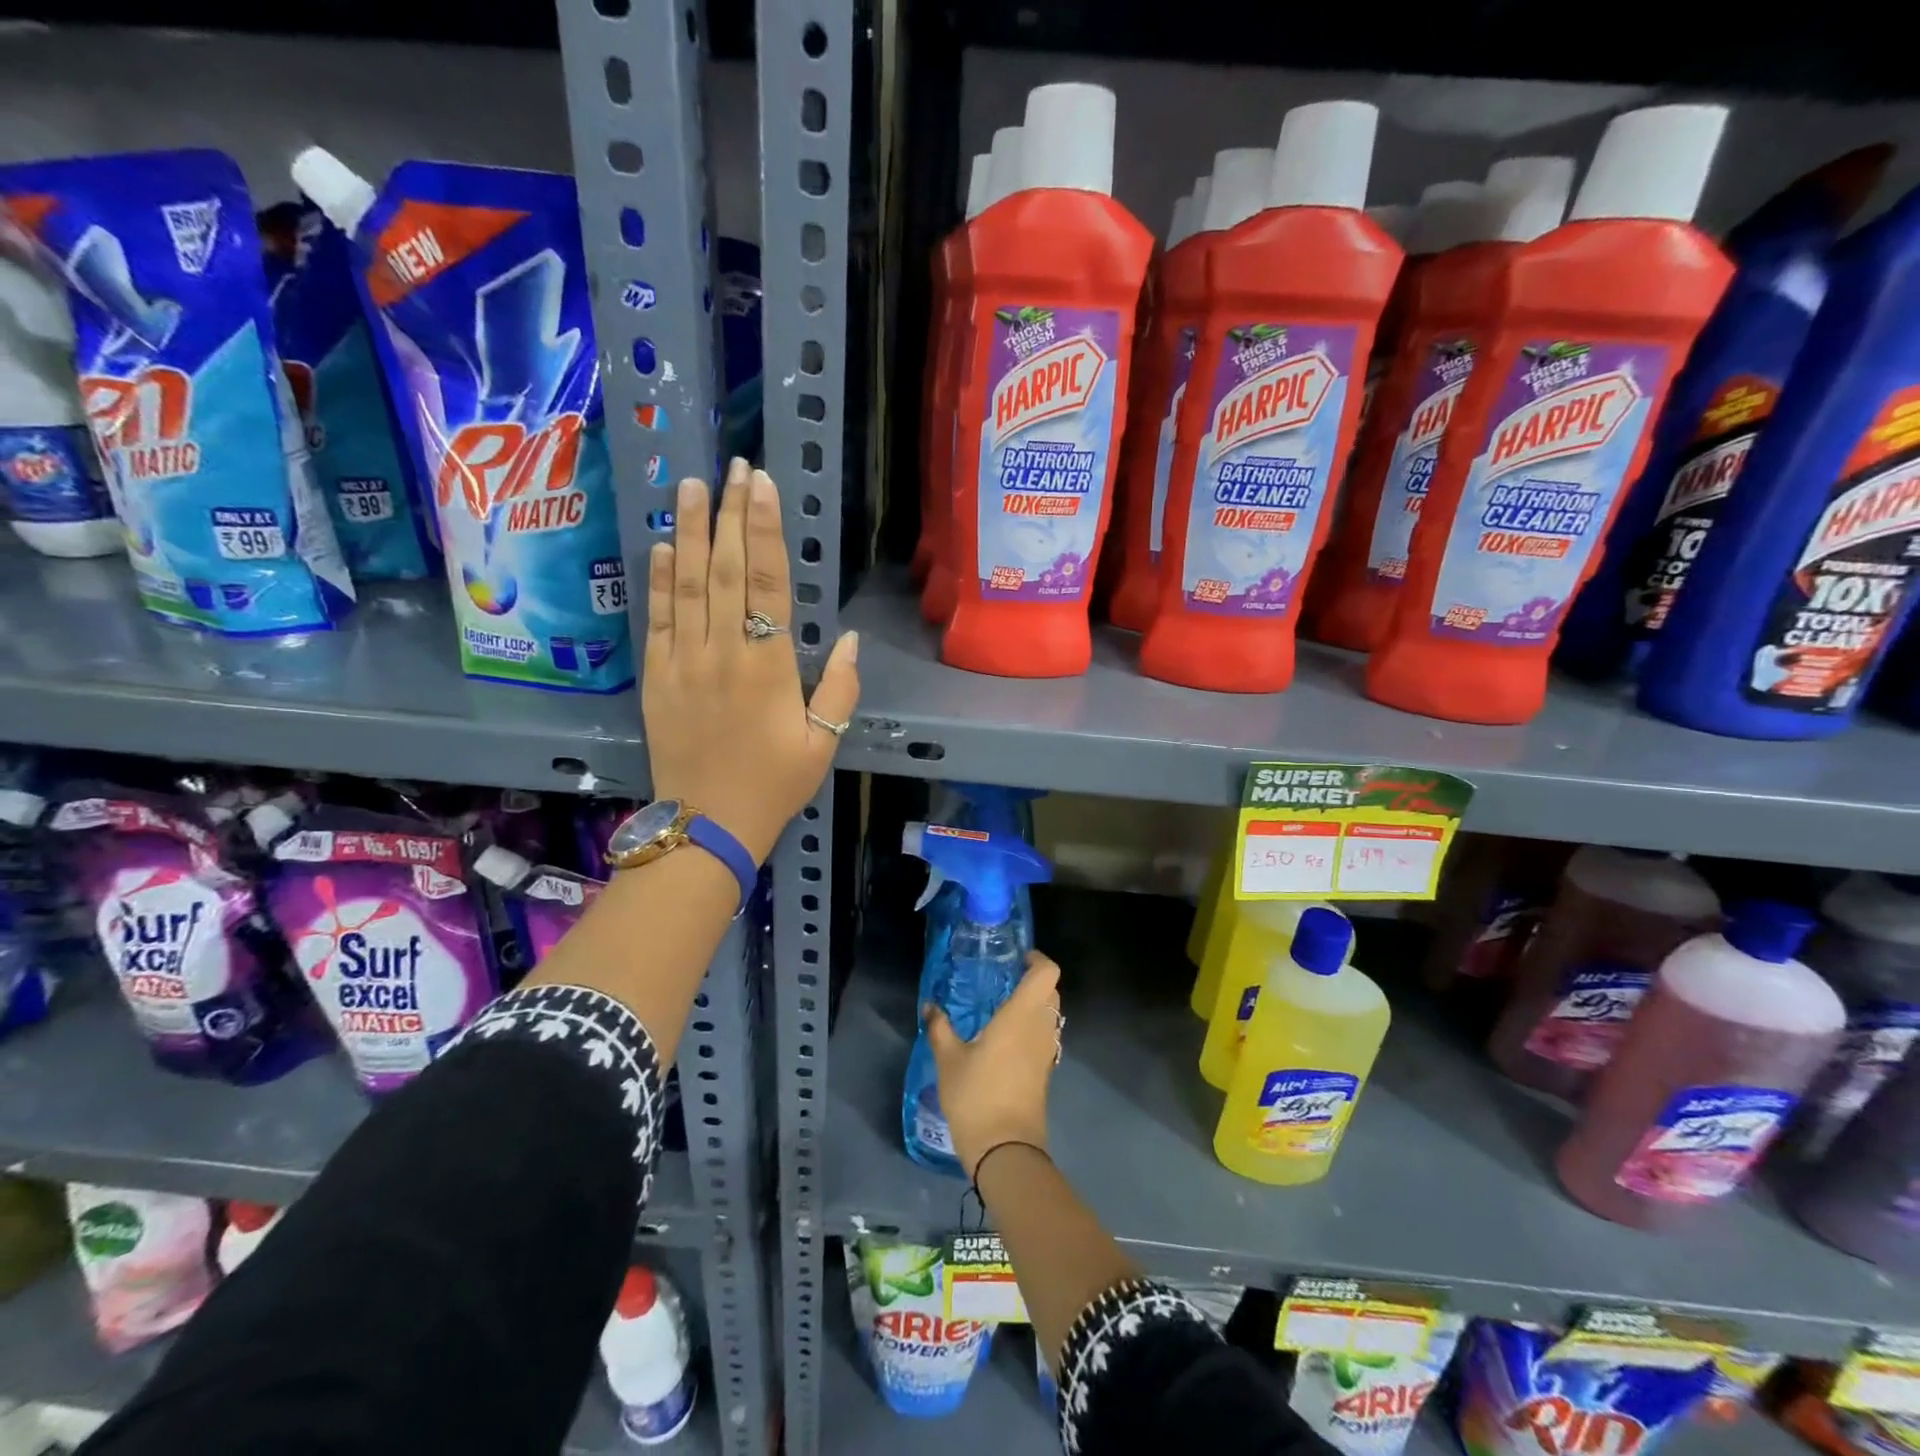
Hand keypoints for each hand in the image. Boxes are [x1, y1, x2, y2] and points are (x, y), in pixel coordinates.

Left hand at [642, 459, 858, 863]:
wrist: (708, 824)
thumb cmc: (774, 784)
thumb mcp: (823, 743)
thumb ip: (839, 688)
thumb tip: (846, 637)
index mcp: (769, 667)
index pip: (769, 583)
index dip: (766, 530)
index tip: (762, 486)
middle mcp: (724, 653)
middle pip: (728, 570)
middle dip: (731, 514)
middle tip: (732, 465)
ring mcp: (684, 662)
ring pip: (688, 584)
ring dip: (692, 531)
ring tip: (693, 486)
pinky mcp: (656, 677)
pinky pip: (657, 619)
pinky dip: (660, 579)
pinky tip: (666, 545)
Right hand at [925, 952, 1060, 1178]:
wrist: (1005, 1151)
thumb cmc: (977, 1096)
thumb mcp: (949, 1060)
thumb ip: (939, 1028)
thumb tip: (930, 1006)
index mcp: (1022, 1015)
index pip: (1046, 972)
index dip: (1036, 959)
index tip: (1015, 958)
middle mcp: (1041, 1028)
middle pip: (1051, 991)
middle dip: (1033, 981)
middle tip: (1003, 981)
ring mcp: (1047, 1052)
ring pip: (1050, 1015)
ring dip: (1034, 1006)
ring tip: (1001, 1008)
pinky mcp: (1045, 1072)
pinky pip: (1045, 1037)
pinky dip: (1032, 1028)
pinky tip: (1003, 1038)